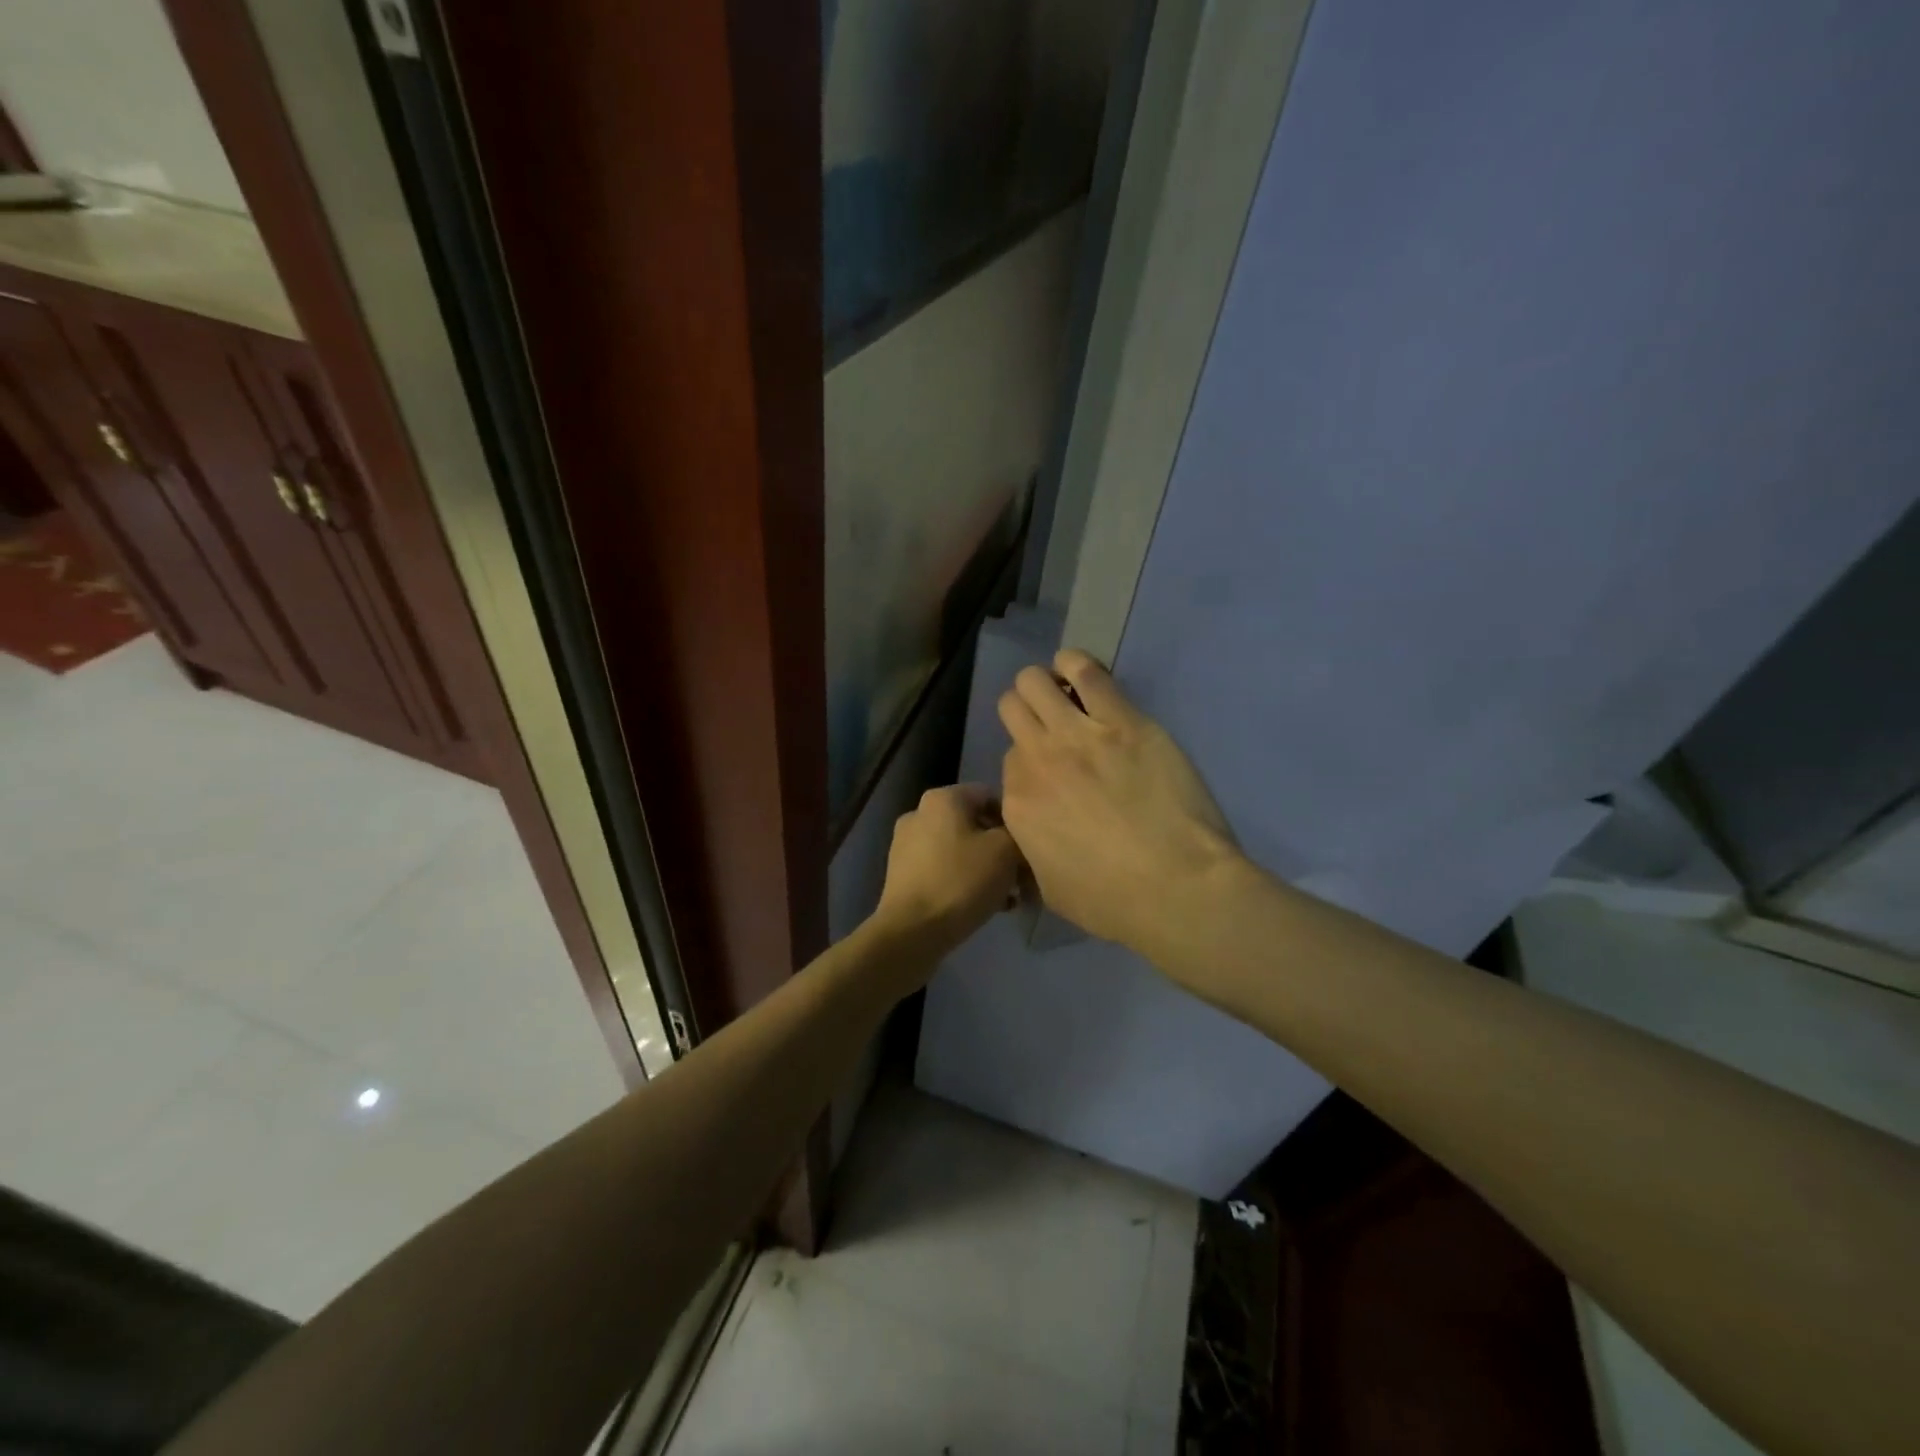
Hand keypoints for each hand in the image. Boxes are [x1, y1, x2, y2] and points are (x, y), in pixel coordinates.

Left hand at [871, 784, 1023, 956]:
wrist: (912, 931)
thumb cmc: (962, 881)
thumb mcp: (1006, 851)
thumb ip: (1018, 834)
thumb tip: (1017, 837)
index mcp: (942, 798)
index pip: (990, 796)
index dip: (1015, 821)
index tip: (1029, 848)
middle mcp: (919, 814)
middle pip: (975, 825)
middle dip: (1002, 850)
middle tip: (1023, 876)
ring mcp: (906, 845)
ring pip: (960, 850)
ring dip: (987, 868)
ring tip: (1009, 897)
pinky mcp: (903, 875)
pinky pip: (944, 870)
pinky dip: (966, 882)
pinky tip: (988, 906)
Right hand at [999, 650, 1238, 953]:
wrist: (1178, 887)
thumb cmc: (1114, 902)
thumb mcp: (1051, 892)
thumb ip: (1031, 855)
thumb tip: (1031, 840)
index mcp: (1017, 804)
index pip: (1009, 760)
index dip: (1030, 762)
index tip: (1051, 771)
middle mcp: (1037, 760)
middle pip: (1013, 709)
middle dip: (1026, 711)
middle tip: (1051, 723)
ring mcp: (1077, 735)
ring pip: (1035, 682)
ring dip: (1045, 683)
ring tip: (1065, 692)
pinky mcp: (1121, 720)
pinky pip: (1087, 673)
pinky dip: (1076, 665)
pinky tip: (1081, 671)